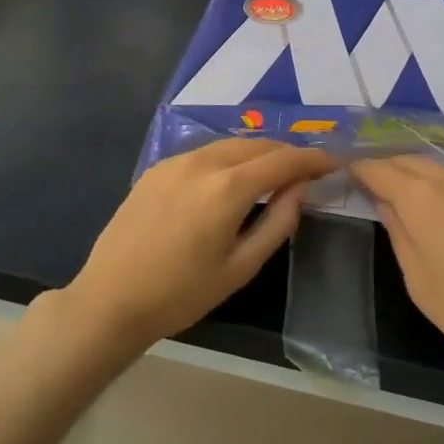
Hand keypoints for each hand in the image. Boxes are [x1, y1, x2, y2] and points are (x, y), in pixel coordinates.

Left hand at [62, 139, 336, 356]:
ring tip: (275, 171)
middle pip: (257, 144)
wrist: (111, 299)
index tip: (333, 163)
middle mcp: (203, 162)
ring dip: (258, 152)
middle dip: (286, 153)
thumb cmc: (182, 293)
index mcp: (227, 188)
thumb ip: (278, 222)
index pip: (282, 160)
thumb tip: (300, 189)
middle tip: (307, 170)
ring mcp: (175, 161)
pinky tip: (232, 176)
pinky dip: (229, 157)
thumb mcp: (240, 267)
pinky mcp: (157, 168)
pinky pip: (204, 152)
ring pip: (229, 144)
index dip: (312, 159)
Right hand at [353, 156, 443, 392]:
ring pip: (437, 168)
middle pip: (408, 160)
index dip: (356, 168)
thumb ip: (399, 234)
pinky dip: (442, 185)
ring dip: (414, 174)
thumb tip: (386, 204)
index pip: (377, 168)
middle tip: (367, 183)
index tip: (341, 171)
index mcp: (421, 197)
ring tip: (402, 194)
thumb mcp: (421, 283)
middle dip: (384, 167)